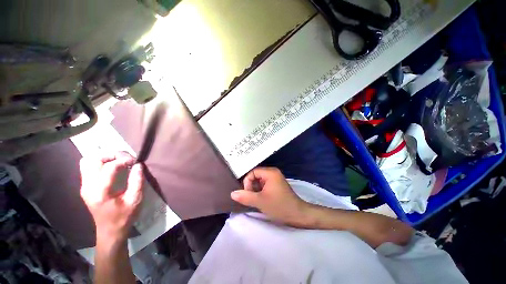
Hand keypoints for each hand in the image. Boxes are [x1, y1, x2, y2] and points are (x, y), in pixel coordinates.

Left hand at [79, 152, 143, 243]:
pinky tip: (113, 168)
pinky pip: (89, 168)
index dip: (124, 160)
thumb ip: (137, 181)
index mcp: (100, 192)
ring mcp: (84, 186)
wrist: (110, 231)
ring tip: (119, 161)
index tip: (135, 162)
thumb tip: (138, 165)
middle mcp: (88, 187)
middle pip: (93, 160)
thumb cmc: (124, 216)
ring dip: (104, 158)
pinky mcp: (86, 187)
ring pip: (88, 161)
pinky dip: (101, 163)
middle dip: (111, 155)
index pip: (109, 167)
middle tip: (126, 159)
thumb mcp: (135, 199)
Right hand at [231, 167, 310, 226]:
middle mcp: (272, 172)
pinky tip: (261, 199)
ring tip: (256, 199)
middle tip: (252, 197)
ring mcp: (275, 178)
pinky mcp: (276, 184)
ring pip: (259, 181)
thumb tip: (232, 193)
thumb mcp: (260, 201)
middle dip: (251, 186)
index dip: (247, 182)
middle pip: (255, 175)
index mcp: (270, 172)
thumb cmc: (279, 206)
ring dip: (255, 189)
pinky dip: (260, 191)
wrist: (297, 215)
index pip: (252, 172)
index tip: (248, 194)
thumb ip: (245, 197)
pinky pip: (264, 184)